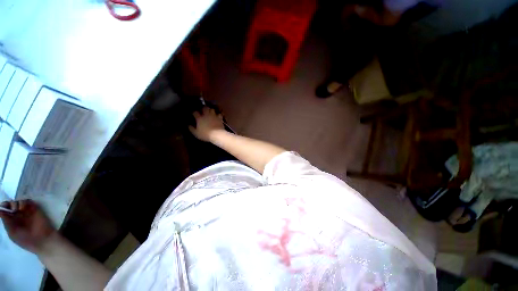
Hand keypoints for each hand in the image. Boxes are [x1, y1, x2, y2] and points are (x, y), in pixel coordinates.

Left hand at [0, 200, 56, 253]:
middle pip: (11, 204)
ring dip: (17, 203)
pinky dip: (25, 202)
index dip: (4, 206)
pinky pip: (28, 201)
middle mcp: (18, 215)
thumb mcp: (12, 232)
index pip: (5, 210)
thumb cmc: (25, 239)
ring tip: (19, 209)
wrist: (41, 239)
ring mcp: (26, 211)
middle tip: (13, 209)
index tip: (4, 206)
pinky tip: (24, 207)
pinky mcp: (34, 208)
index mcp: (11, 221)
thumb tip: (0, 210)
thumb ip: (6, 221)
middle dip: (10, 204)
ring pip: (19, 201)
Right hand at [189, 107, 224, 141]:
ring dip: (211, 110)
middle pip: (204, 108)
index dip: (194, 112)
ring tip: (210, 112)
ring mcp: (214, 116)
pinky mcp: (219, 118)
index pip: (195, 112)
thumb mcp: (196, 133)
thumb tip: (188, 125)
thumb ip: (192, 129)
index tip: (193, 114)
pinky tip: (218, 116)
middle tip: (203, 111)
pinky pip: (219, 114)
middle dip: (203, 108)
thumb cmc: (205, 134)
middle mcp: (206, 115)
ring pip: (212, 109)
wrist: (217, 134)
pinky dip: (218, 115)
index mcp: (200, 118)